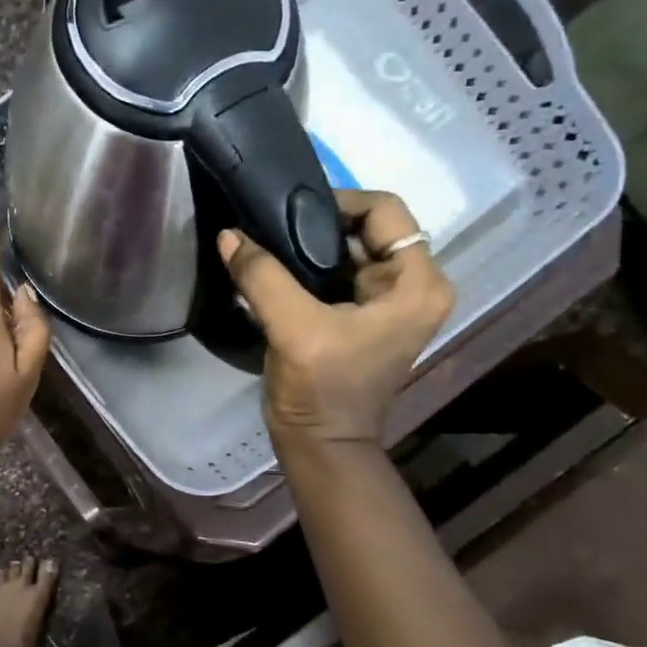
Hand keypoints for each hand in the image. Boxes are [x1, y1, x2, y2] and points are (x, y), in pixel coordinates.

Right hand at [219, 191, 453, 446]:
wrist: (320, 444)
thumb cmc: (321, 389)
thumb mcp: (293, 328)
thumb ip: (262, 276)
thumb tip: (228, 234)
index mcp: (418, 283)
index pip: (383, 211)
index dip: (335, 203)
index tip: (286, 215)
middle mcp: (415, 285)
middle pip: (366, 228)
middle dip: (317, 227)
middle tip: (270, 230)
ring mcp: (391, 301)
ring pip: (348, 250)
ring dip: (308, 249)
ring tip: (267, 249)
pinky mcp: (365, 315)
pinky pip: (338, 273)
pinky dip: (308, 269)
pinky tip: (275, 273)